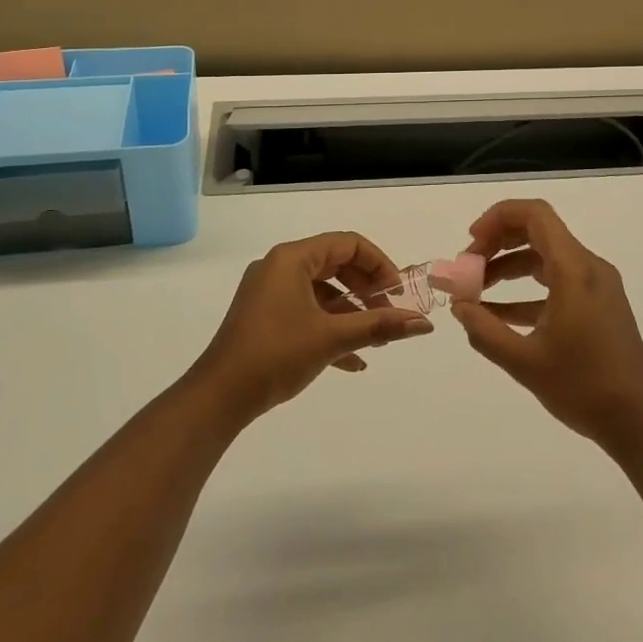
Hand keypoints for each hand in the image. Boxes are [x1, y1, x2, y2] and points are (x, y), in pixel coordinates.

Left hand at [192, 231, 433, 424]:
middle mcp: (279, 267)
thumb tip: (424, 324)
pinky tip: (353, 361)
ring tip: (376, 341)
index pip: (347, 244)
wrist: (218, 397)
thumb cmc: (276, 354)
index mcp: (292, 259)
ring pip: (322, 291)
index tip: (398, 293)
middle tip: (389, 316)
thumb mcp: (332, 337)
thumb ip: (380, 326)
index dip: (379, 264)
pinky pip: (306, 311)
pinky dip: (330, 327)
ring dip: (352, 312)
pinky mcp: (264, 317)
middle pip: (336, 265)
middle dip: (367, 291)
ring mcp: (269, 292)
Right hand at [452, 200, 642, 455]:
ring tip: (476, 293)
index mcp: (574, 270)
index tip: (470, 243)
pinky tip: (499, 316)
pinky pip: (557, 282)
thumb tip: (458, 306)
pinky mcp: (598, 305)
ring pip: (545, 257)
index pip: (535, 215)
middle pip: (538, 232)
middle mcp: (588, 267)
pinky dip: (526, 291)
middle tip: (468, 269)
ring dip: (509, 268)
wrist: (641, 423)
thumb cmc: (584, 388)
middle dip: (497, 244)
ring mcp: (596, 286)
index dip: (497, 218)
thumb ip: (485, 330)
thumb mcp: (524, 361)